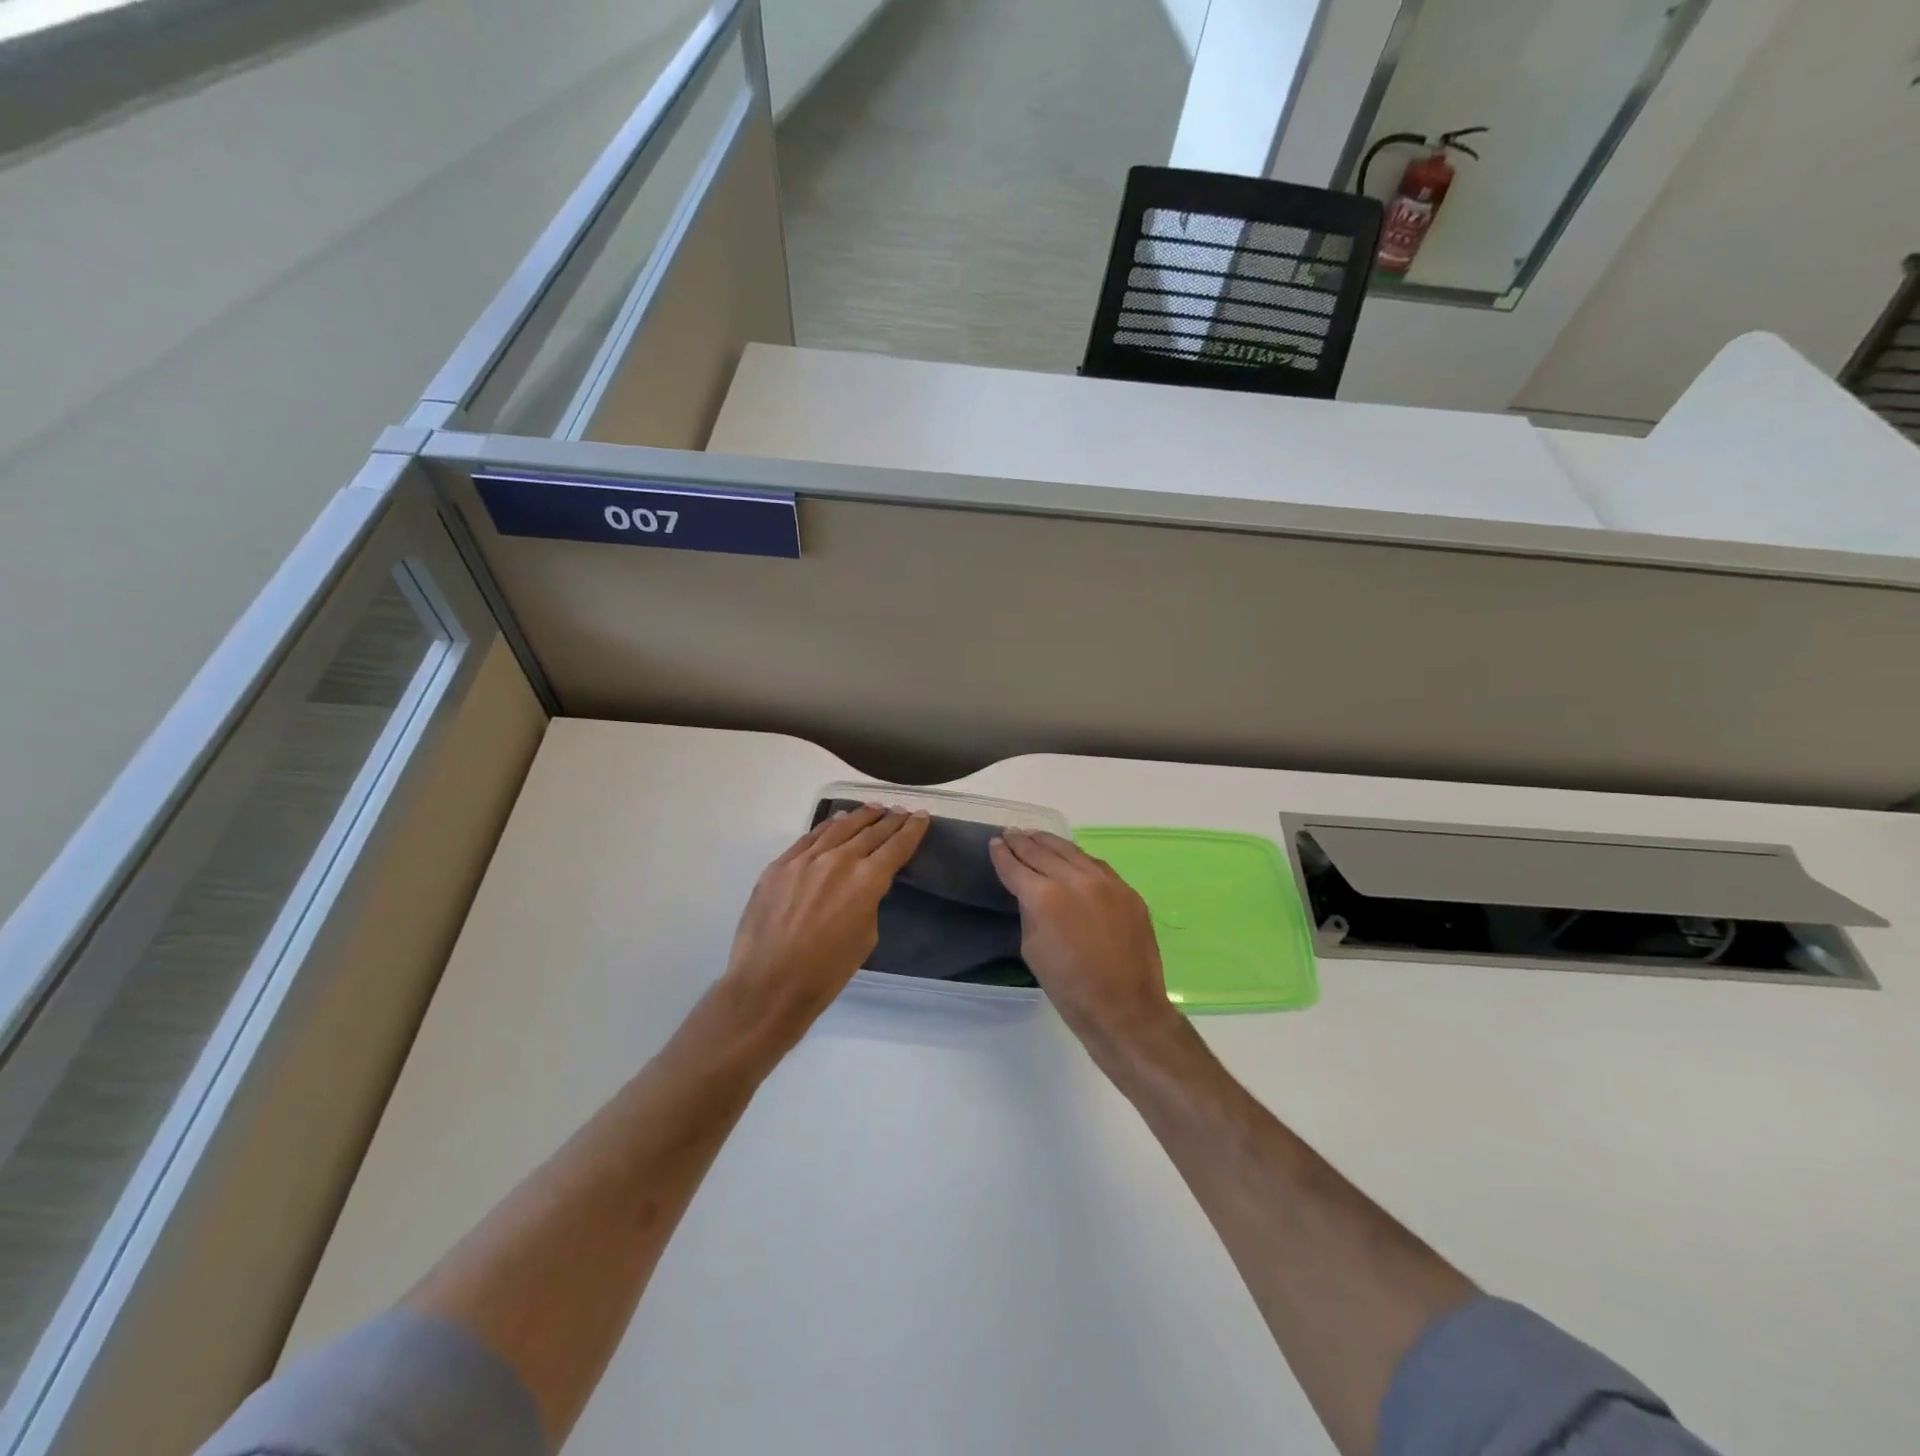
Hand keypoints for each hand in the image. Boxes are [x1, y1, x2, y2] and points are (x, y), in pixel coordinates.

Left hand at [722, 805, 928, 1037]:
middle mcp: (838, 860)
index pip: (896, 846)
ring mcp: (805, 859)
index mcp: (866, 881)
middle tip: (901, 811)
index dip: (912, 830)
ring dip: (860, 817)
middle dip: (890, 820)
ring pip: (839, 827)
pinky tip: (836, 821)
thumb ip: (868, 902)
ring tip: (874, 809)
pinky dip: (828, 826)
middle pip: (870, 832)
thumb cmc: (826, 972)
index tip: (921, 816)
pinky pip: (809, 837)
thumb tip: (862, 887)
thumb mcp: (866, 937)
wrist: (769, 984)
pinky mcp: (780, 865)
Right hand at [989, 830, 1180, 1053]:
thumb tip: (1032, 894)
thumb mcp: (1032, 950)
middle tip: (1010, 833)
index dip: (1002, 855)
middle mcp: (1075, 880)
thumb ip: (1030, 913)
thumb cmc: (1070, 989)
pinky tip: (1070, 856)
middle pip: (1043, 852)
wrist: (1125, 1009)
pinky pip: (1097, 865)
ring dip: (1050, 843)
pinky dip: (1078, 857)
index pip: (1016, 867)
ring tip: (1035, 836)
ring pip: (1072, 852)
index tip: (994, 844)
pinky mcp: (1127, 891)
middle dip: (1023, 842)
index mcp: (1045, 898)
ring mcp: (1106, 883)